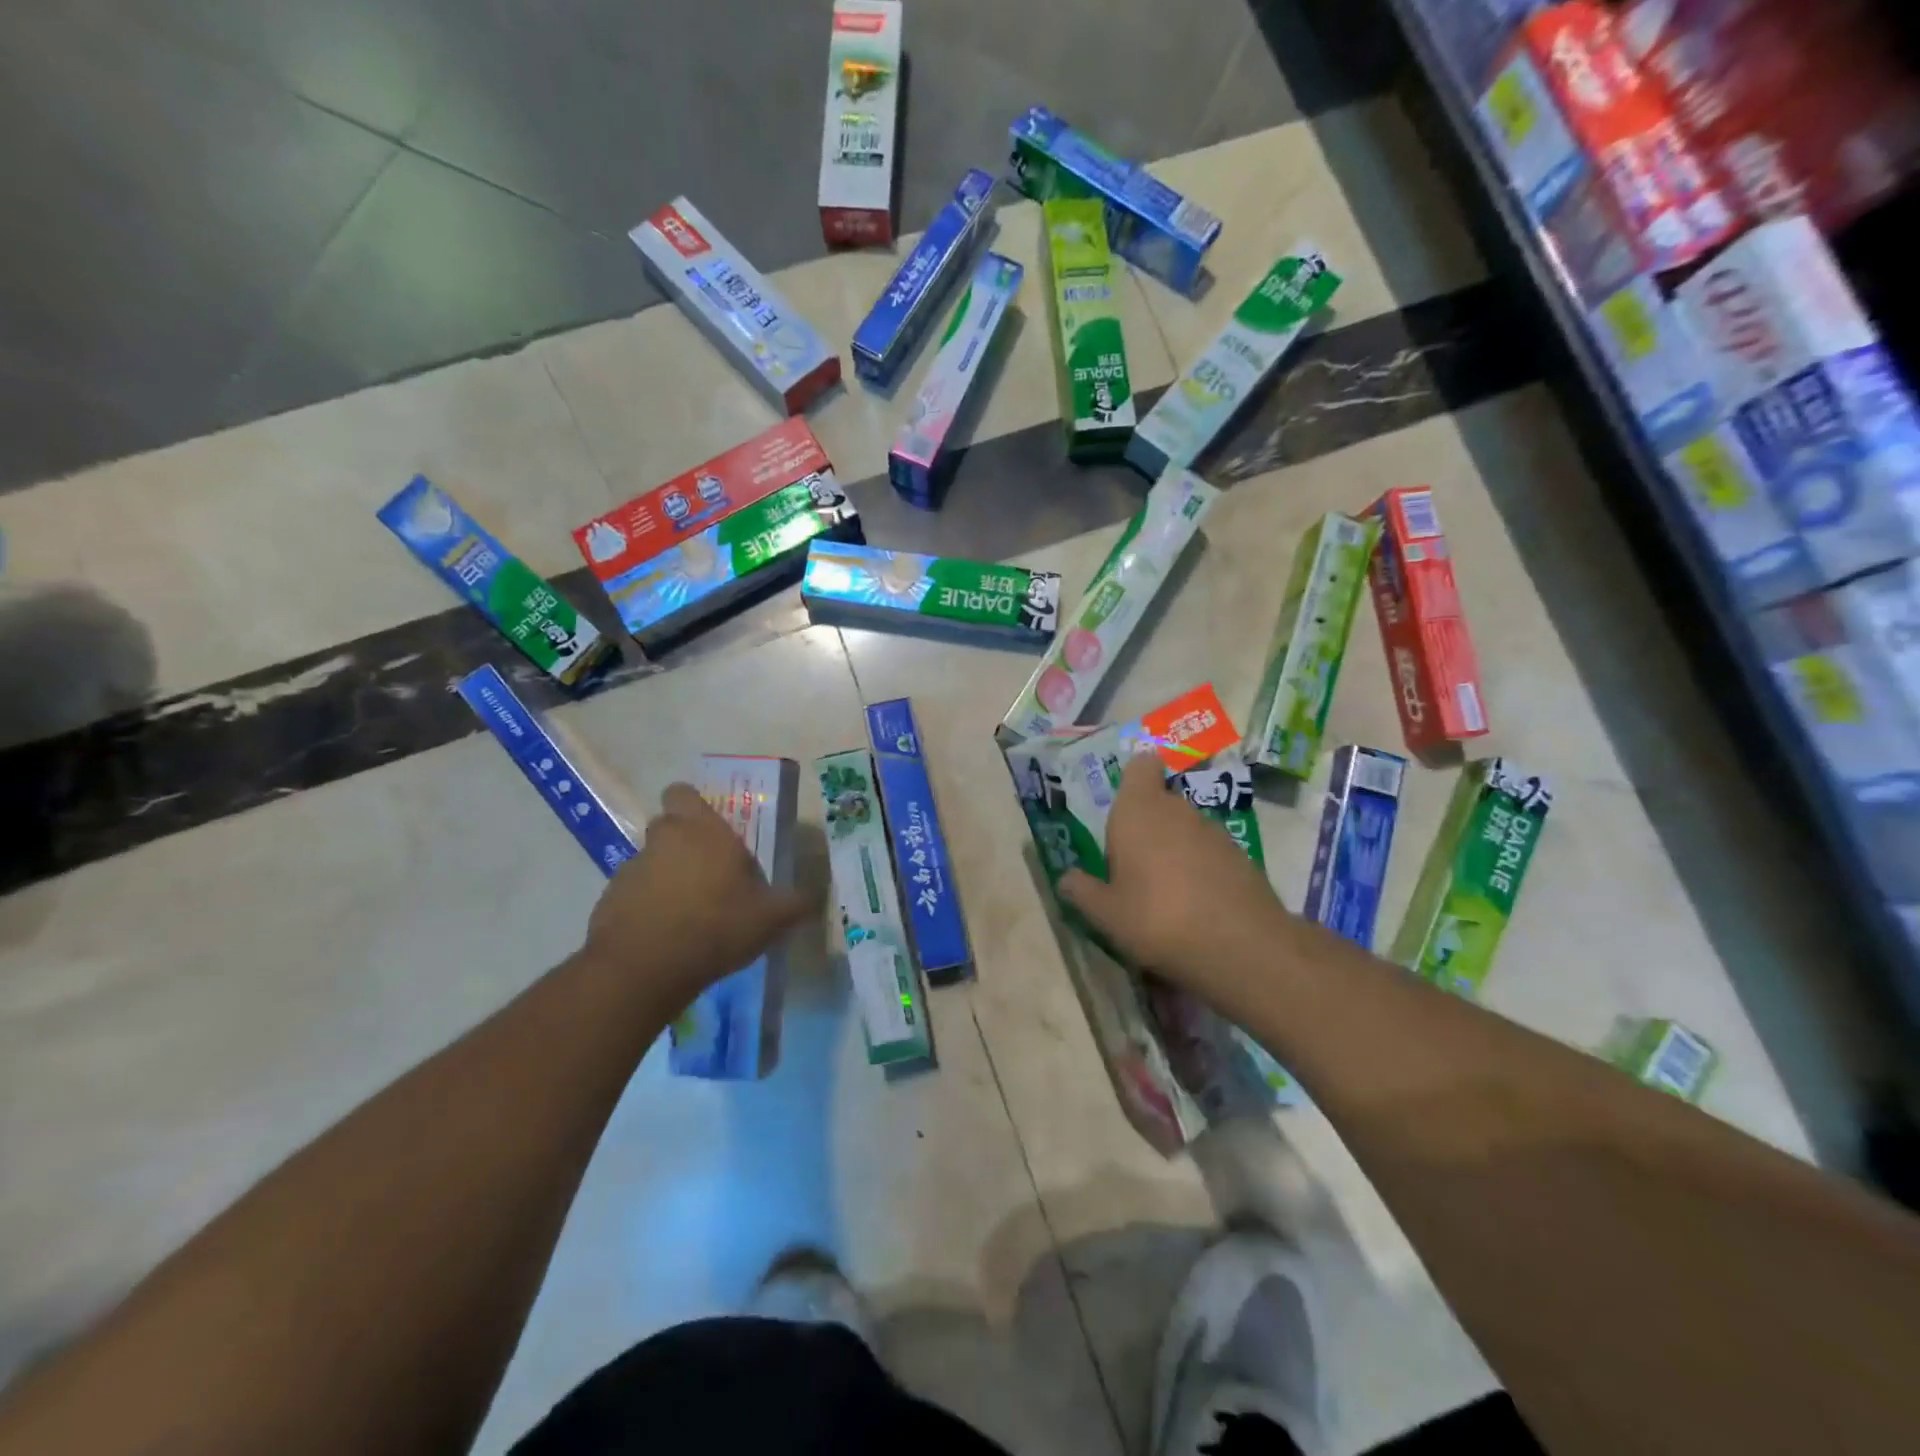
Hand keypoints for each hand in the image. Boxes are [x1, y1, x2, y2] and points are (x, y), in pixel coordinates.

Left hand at [584, 783, 817, 1007]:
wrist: (643, 969)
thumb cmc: (716, 926)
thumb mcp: (771, 918)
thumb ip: (795, 903)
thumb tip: (815, 896)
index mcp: (702, 830)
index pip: (683, 793)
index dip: (694, 806)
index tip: (712, 829)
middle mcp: (664, 839)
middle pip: (669, 826)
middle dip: (686, 843)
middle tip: (711, 873)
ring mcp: (632, 869)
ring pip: (652, 860)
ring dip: (667, 876)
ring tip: (691, 912)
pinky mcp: (610, 900)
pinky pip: (635, 893)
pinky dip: (648, 906)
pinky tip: (667, 935)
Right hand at [1058, 753, 1290, 1010]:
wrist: (1242, 948)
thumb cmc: (1157, 920)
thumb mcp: (1106, 915)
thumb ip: (1083, 891)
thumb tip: (1066, 879)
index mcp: (1138, 811)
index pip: (1141, 766)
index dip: (1135, 778)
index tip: (1124, 805)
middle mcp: (1177, 810)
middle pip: (1161, 800)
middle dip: (1148, 823)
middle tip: (1132, 862)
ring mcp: (1214, 832)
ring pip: (1186, 827)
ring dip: (1174, 847)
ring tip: (1163, 889)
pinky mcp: (1241, 856)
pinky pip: (1210, 851)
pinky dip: (1201, 868)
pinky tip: (1195, 904)